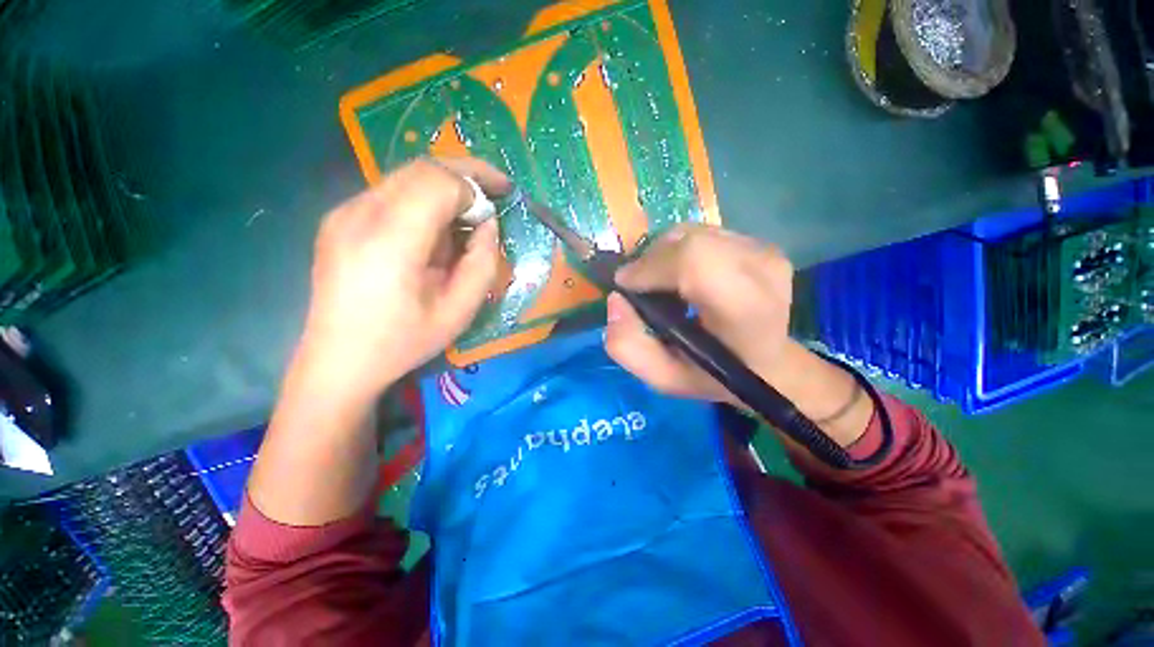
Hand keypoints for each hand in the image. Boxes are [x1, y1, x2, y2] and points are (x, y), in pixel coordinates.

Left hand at [296, 157, 509, 401]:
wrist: (338, 361)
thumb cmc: (404, 342)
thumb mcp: (460, 310)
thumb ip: (482, 262)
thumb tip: (487, 225)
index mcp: (391, 241)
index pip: (438, 183)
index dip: (476, 187)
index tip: (497, 208)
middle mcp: (360, 214)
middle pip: (421, 168)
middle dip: (466, 173)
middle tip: (496, 188)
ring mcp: (344, 213)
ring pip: (406, 175)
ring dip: (445, 187)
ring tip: (468, 214)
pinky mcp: (339, 219)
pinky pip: (391, 192)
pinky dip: (423, 198)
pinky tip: (434, 228)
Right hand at [604, 224, 793, 405]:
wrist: (768, 364)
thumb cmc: (715, 376)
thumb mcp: (663, 378)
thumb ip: (628, 347)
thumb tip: (616, 299)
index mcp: (745, 311)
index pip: (695, 262)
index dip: (651, 267)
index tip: (626, 286)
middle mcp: (762, 270)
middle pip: (689, 241)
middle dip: (651, 260)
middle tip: (640, 286)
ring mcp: (765, 252)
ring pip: (693, 232)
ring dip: (663, 254)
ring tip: (661, 283)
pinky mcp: (760, 243)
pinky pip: (703, 233)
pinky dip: (679, 250)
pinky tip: (682, 275)